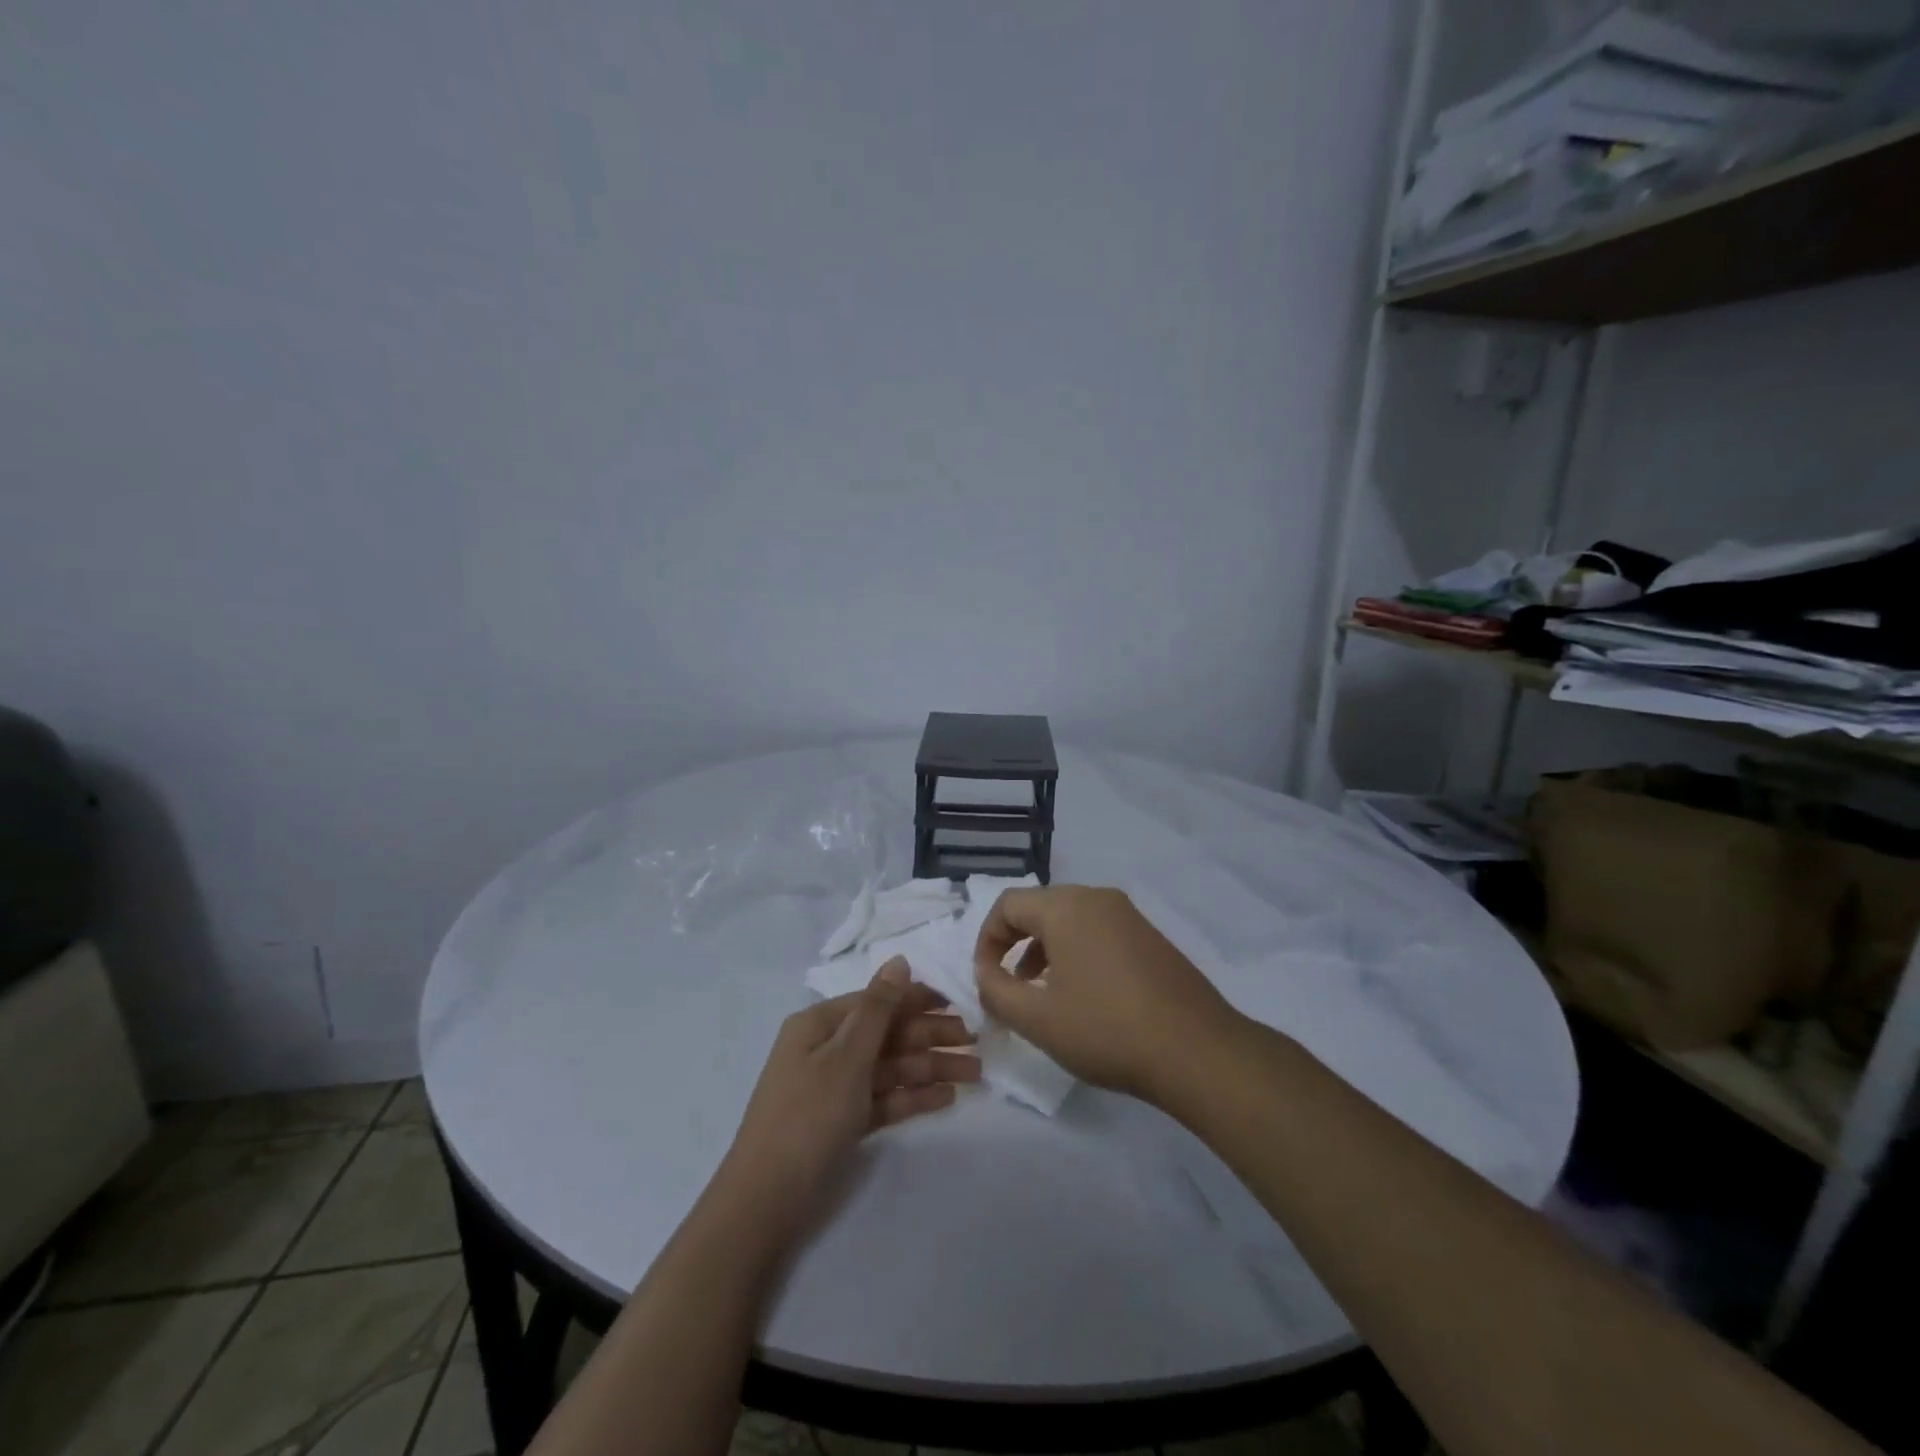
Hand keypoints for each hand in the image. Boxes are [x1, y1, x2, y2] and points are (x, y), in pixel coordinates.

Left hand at [718, 958, 978, 1226]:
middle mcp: (826, 1050)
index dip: (916, 1000)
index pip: (876, 1001)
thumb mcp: (846, 1056)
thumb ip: (878, 1009)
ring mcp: (834, 1088)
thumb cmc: (807, 1116)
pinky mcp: (842, 1122)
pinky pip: (884, 1099)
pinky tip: (946, 1098)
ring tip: (974, 1074)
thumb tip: (899, 960)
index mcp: (819, 1025)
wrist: (765, 1202)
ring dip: (930, 1068)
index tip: (958, 1004)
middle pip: (887, 1035)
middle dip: (931, 1037)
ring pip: (890, 1068)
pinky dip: (912, 1097)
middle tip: (976, 1043)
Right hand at [973, 885, 1241, 1104]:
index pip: (1007, 904)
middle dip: (1014, 944)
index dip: (986, 940)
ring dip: (1044, 950)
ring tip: (1041, 993)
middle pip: (1039, 907)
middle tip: (1010, 986)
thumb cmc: (1107, 1030)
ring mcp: (1129, 916)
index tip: (986, 980)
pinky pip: (1097, 932)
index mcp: (1067, 907)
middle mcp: (1097, 898)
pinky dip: (1075, 953)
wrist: (1198, 1051)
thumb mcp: (1038, 1019)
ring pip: (1069, 919)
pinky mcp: (1150, 937)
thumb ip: (997, 992)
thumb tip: (985, 973)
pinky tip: (1083, 995)